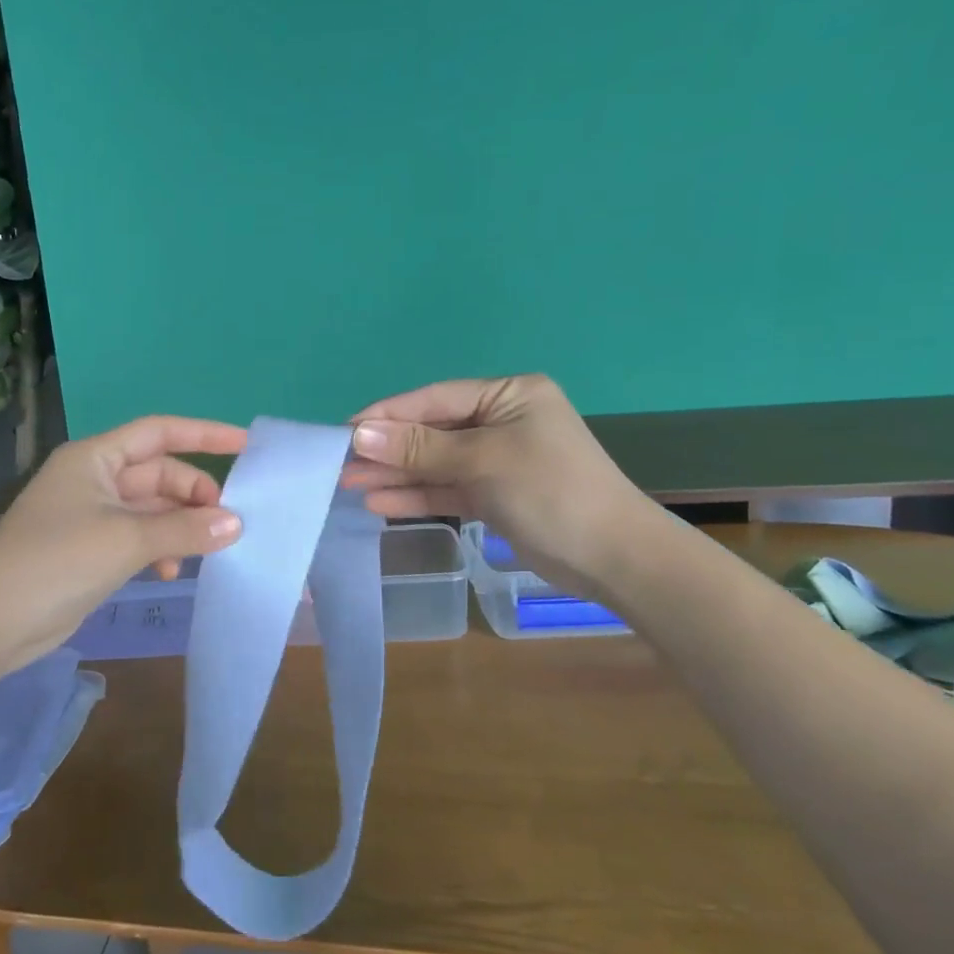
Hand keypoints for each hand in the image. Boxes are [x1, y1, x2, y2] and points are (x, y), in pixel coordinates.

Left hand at [0, 415, 246, 678]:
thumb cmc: (57, 561)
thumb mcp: (126, 539)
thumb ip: (184, 529)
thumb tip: (235, 524)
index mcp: (95, 458)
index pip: (158, 432)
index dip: (203, 434)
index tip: (245, 444)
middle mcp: (94, 479)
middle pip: (158, 474)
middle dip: (194, 494)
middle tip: (227, 522)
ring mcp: (91, 516)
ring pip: (151, 509)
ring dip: (180, 525)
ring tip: (206, 550)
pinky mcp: (90, 550)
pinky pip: (138, 537)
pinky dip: (160, 549)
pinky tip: (172, 571)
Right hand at [344, 375, 654, 597]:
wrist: (613, 558)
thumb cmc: (550, 491)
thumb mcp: (482, 461)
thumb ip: (419, 448)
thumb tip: (359, 434)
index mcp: (509, 395)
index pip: (435, 399)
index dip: (388, 414)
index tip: (344, 430)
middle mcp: (502, 421)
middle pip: (432, 431)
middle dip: (387, 448)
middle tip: (340, 462)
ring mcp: (498, 459)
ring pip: (436, 462)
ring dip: (396, 474)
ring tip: (349, 484)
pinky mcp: (495, 494)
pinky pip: (448, 488)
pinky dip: (417, 495)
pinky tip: (379, 503)